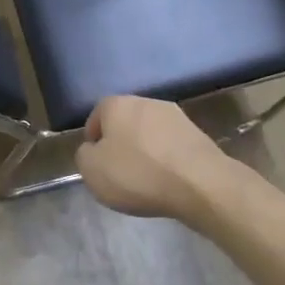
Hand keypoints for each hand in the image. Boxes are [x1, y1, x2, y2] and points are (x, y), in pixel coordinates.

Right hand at [76, 96, 234, 222]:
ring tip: (146, 180)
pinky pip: (171, 146)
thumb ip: (84, 156)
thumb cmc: (138, 173)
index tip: (98, 164)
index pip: (96, 116)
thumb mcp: (92, 171)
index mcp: (116, 104)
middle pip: (124, 122)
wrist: (200, 184)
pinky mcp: (197, 133)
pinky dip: (166, 160)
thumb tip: (92, 150)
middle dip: (121, 144)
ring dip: (145, 151)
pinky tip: (168, 181)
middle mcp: (145, 101)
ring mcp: (174, 115)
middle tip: (120, 172)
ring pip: (149, 133)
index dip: (94, 141)